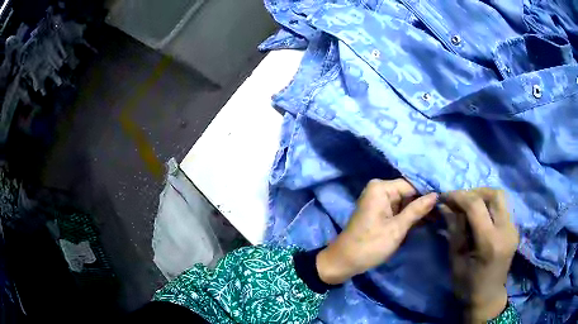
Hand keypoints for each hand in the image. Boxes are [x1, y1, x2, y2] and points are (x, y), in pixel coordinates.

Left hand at [316, 179, 437, 284]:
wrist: (344, 262)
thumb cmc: (370, 245)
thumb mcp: (396, 228)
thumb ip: (417, 210)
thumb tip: (435, 195)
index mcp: (381, 188)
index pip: (411, 186)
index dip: (427, 194)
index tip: (444, 202)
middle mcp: (379, 190)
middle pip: (408, 193)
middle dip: (423, 204)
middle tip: (443, 213)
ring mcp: (379, 201)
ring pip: (405, 203)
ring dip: (418, 212)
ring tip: (438, 218)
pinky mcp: (379, 213)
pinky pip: (398, 211)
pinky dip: (409, 217)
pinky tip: (425, 222)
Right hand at [440, 189, 518, 322]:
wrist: (488, 298)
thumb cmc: (467, 286)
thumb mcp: (456, 261)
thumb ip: (454, 231)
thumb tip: (445, 207)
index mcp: (489, 242)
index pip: (476, 205)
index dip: (459, 196)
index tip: (445, 197)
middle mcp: (506, 231)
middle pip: (495, 194)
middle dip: (475, 192)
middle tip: (460, 200)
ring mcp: (513, 229)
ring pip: (501, 198)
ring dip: (484, 196)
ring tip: (469, 205)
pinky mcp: (514, 230)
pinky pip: (503, 208)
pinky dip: (490, 205)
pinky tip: (480, 215)